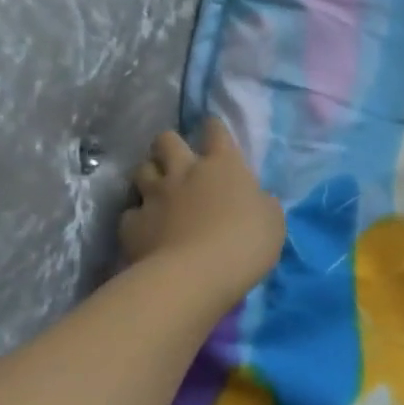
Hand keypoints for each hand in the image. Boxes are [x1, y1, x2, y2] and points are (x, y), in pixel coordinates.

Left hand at [119, 119, 284, 297]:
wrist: (194, 276)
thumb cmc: (245, 243)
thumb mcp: (272, 220)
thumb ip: (261, 202)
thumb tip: (255, 198)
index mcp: (224, 165)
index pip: (216, 131)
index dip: (214, 127)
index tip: (213, 129)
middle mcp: (185, 171)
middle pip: (167, 140)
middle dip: (170, 144)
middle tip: (177, 158)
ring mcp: (155, 196)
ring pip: (141, 170)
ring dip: (150, 174)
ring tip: (157, 188)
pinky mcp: (132, 224)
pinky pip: (131, 212)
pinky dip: (138, 217)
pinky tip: (146, 228)